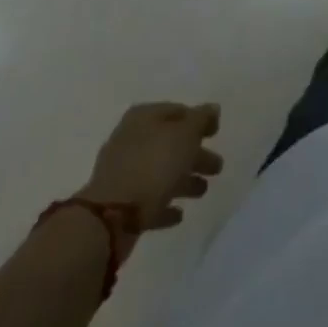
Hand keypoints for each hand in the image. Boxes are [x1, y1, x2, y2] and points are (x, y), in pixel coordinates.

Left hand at [80, 102, 223, 229]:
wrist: (110, 217)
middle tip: (217, 167)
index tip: (216, 133)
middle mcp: (131, 140)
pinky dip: (165, 205)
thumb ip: (201, 119)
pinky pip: (149, 200)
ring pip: (161, 172)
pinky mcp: (120, 205)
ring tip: (203, 190)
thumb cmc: (153, 165)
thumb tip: (212, 109)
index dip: (199, 120)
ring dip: (183, 180)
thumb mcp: (185, 134)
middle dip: (195, 154)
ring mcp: (123, 174)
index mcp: (144, 117)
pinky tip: (179, 214)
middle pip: (171, 143)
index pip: (178, 111)